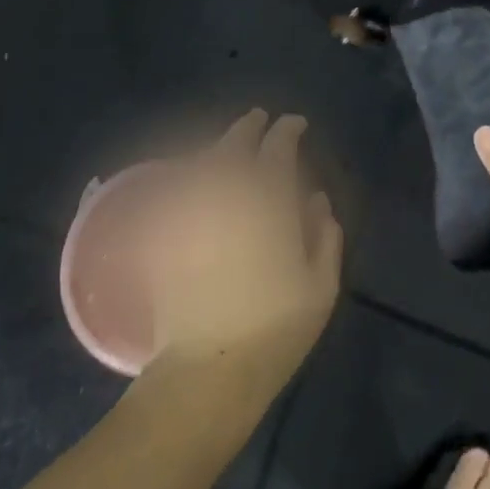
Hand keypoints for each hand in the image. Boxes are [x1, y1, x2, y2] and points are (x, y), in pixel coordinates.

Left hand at [140, 110, 342, 397]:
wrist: (208, 368)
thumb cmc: (276, 328)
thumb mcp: (321, 284)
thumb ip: (323, 234)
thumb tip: (315, 200)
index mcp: (269, 199)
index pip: (278, 147)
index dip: (288, 130)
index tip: (296, 125)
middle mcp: (227, 192)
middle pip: (235, 142)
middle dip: (250, 127)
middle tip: (259, 120)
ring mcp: (191, 208)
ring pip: (203, 158)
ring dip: (220, 145)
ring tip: (230, 145)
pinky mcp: (166, 230)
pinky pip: (177, 187)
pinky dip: (189, 174)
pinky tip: (196, 177)